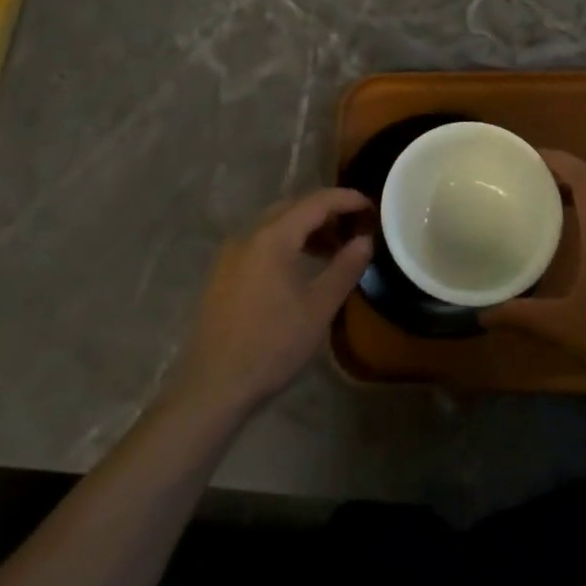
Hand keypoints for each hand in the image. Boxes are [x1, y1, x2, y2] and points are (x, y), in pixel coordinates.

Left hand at [163, 189, 373, 422]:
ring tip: (332, 250)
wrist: (213, 386)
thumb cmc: (272, 345)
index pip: (316, 202)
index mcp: (273, 236)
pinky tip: (299, 269)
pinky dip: (285, 243)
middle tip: (354, 228)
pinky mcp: (222, 273)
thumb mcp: (318, 308)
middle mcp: (248, 234)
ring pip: (274, 225)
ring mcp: (230, 253)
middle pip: (292, 207)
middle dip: (326, 212)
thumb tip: (365, 240)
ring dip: (305, 229)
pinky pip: (260, 242)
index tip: (372, 207)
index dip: (346, 199)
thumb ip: (345, 268)